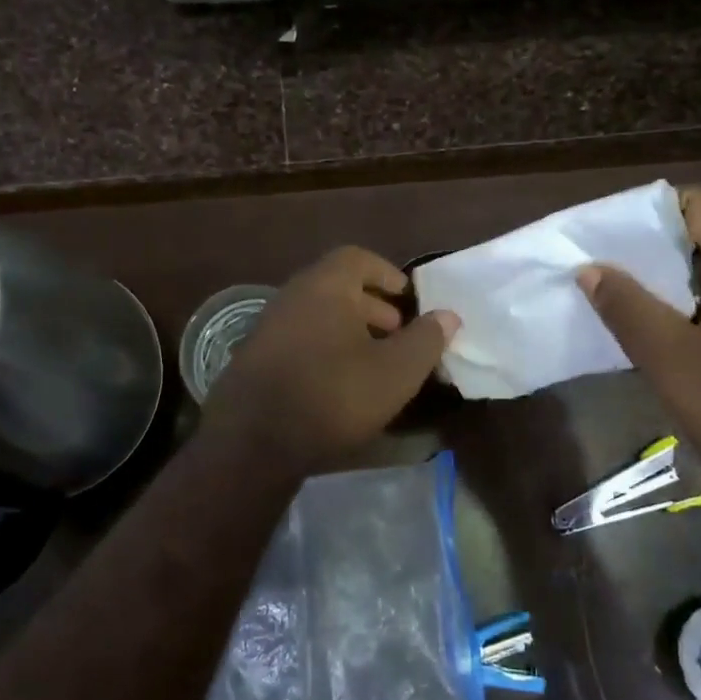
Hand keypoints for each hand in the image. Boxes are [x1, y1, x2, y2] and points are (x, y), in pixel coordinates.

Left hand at [201, 247, 460, 472]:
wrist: (252, 441)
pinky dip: (324, 347)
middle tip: (397, 332)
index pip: (356, 258)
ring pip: (317, 315)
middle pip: (336, 286)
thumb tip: (447, 315)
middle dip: (372, 305)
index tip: (407, 297)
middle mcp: (292, 295)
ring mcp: (267, 326)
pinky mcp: (254, 357)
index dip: (385, 273)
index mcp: (324, 285)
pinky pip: (299, 338)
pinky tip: (338, 382)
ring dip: (348, 329)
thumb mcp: (395, 372)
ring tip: (373, 360)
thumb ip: (425, 340)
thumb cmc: (333, 395)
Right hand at [577, 187, 700, 511]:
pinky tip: (655, 326)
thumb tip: (589, 268)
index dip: (644, 213)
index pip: (697, 204)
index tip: (599, 237)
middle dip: (648, 245)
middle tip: (597, 267)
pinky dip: (686, 300)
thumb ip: (628, 308)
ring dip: (665, 276)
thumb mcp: (674, 361)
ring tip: (616, 294)